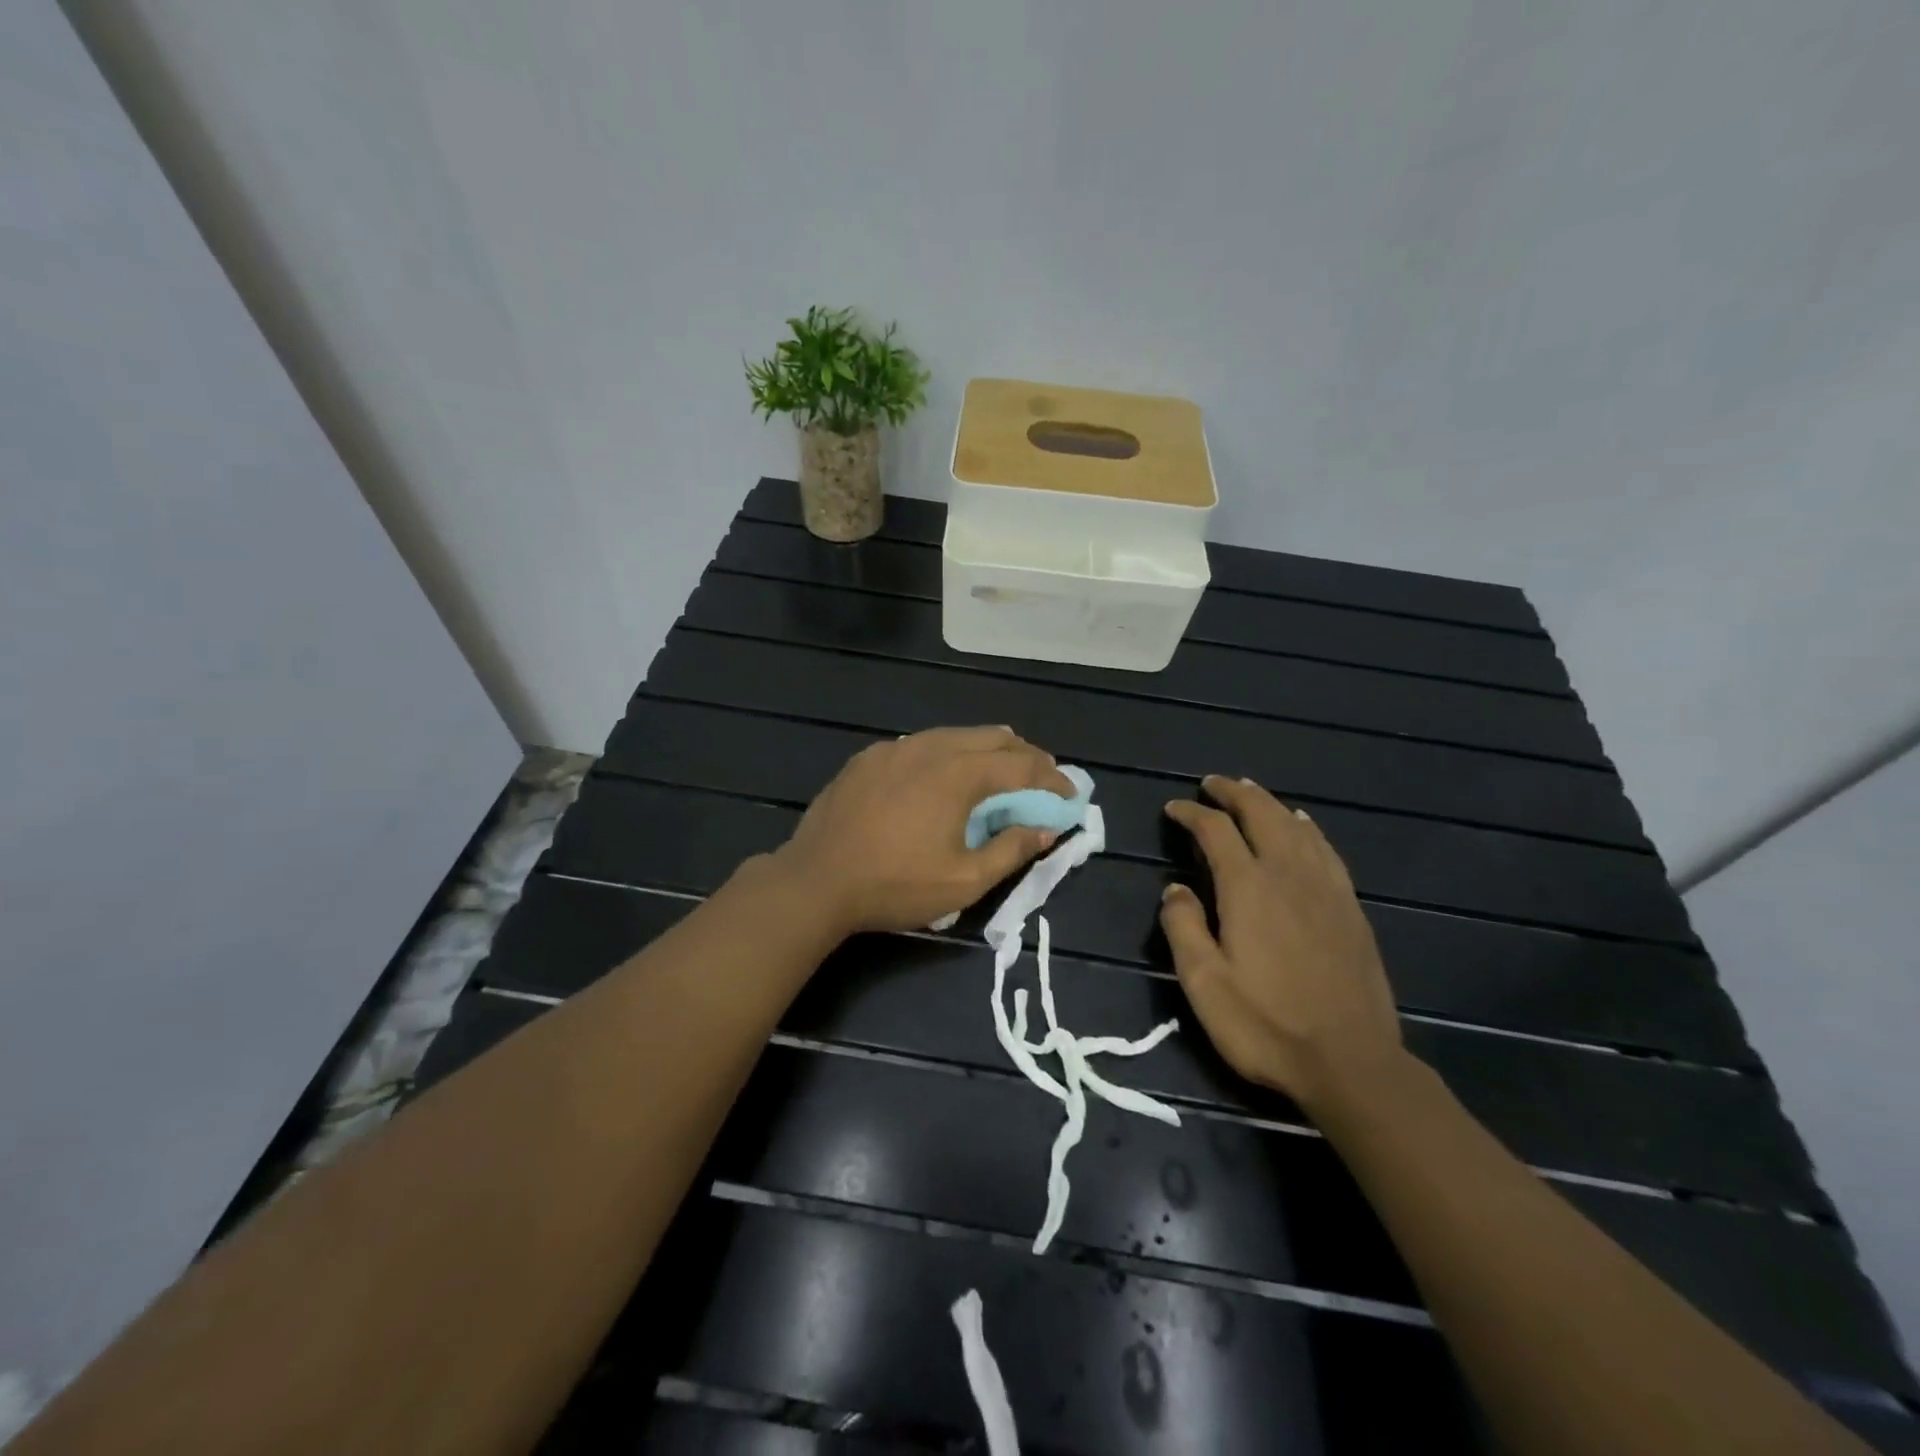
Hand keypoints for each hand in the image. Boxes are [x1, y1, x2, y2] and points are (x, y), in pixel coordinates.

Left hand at [771, 726, 1075, 936]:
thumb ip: (1011, 850)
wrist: (816, 880)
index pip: (1021, 766)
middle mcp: (930, 748)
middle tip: (1042, 778)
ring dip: (986, 750)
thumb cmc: (895, 885)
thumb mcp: (964, 880)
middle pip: (991, 738)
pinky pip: (920, 744)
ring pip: (954, 735)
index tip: (1070, 796)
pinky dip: (947, 753)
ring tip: (1001, 769)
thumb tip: (1047, 828)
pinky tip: (943, 774)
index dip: (1052, 780)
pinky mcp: (869, 757)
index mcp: (958, 774)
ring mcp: (895, 748)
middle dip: (1025, 756)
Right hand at [1160, 776, 1404, 1114]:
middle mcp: (1288, 875)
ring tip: (1250, 792)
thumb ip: (1183, 927)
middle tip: (1211, 784)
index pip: (1216, 830)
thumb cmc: (1266, 1025)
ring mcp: (1326, 889)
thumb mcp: (1203, 983)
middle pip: (1261, 814)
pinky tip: (1302, 826)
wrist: (1350, 1063)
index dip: (1192, 813)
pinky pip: (1325, 850)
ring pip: (1296, 826)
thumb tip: (1174, 888)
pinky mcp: (1350, 908)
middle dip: (1234, 793)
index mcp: (1248, 888)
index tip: (1173, 809)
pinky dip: (1307, 828)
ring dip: (1269, 803)